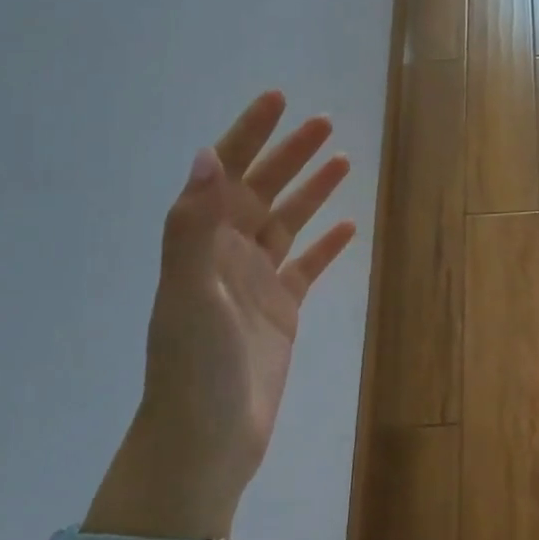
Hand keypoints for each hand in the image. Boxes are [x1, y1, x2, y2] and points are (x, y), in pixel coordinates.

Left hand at [87, 91, 355, 539]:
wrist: (206, 439)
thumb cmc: (194, 366)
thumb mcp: (189, 292)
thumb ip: (193, 226)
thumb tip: (207, 155)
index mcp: (203, 243)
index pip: (227, 174)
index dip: (250, 134)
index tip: (278, 100)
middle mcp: (228, 254)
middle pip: (263, 190)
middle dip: (290, 154)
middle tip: (324, 123)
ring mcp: (257, 282)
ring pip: (288, 223)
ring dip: (312, 191)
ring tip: (342, 161)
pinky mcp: (282, 310)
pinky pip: (307, 266)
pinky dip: (326, 244)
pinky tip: (349, 227)